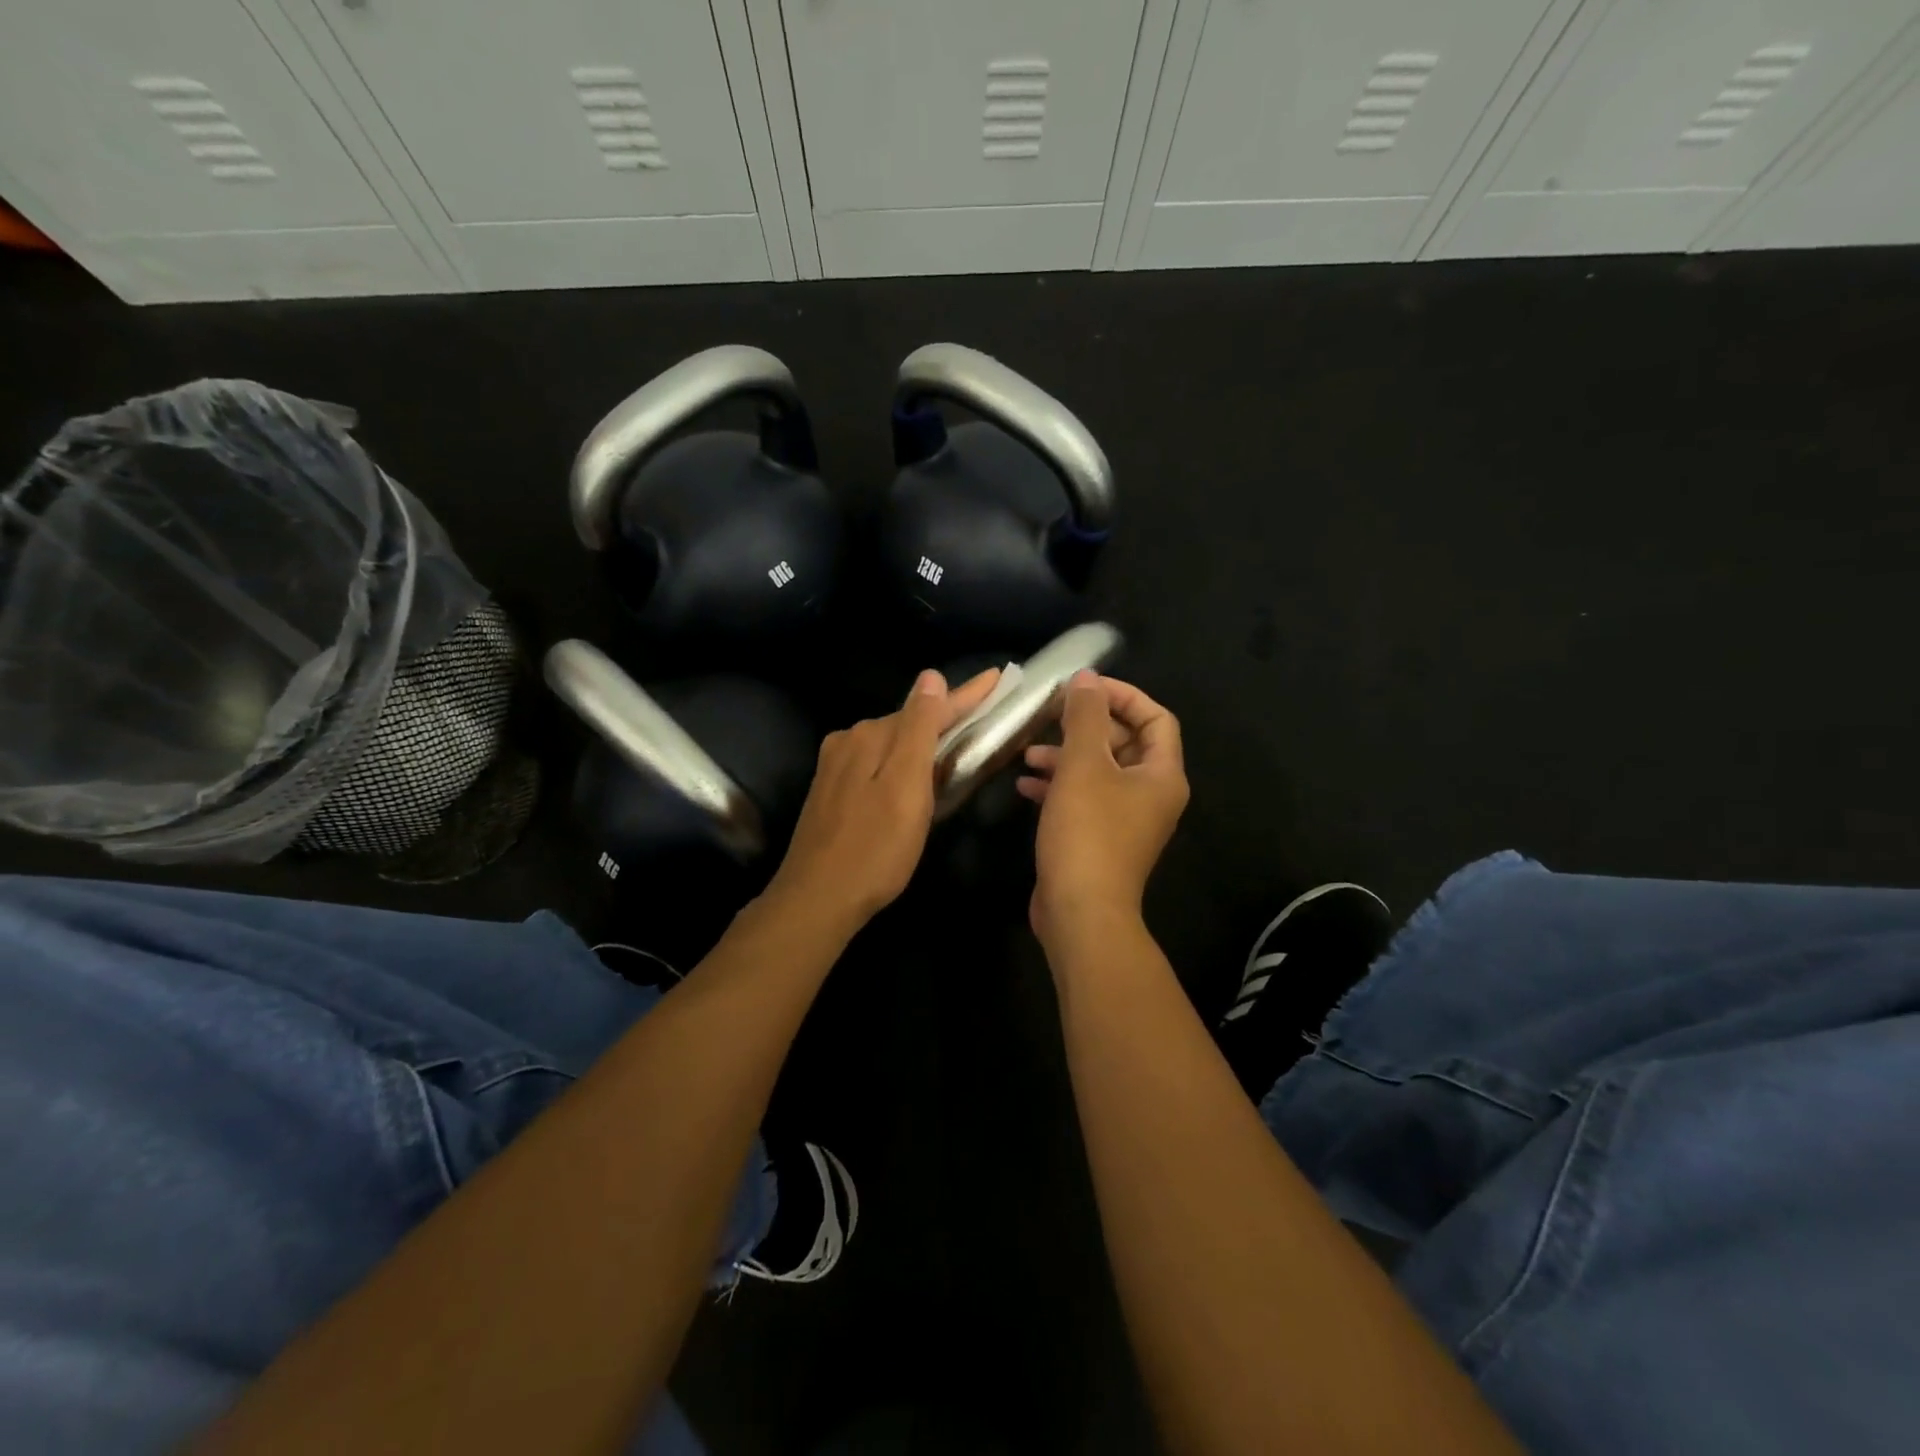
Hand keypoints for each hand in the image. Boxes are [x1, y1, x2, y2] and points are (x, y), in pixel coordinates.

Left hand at [765, 667, 1001, 932]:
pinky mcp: (831, 790)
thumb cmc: (875, 848)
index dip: (966, 694)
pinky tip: (912, 772)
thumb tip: (930, 677)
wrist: (817, 899)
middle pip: (908, 722)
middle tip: (983, 711)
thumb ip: (919, 730)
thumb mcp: (906, 788)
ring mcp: (836, 765)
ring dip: (922, 738)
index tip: (997, 677)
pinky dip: (901, 760)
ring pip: (891, 743)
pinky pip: (876, 762)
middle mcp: (850, 740)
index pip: (928, 707)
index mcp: (871, 735)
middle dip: (945, 716)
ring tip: (956, 738)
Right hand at [1019, 672, 1188, 947]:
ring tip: (1028, 753)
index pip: (1155, 718)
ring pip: (1098, 771)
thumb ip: (1085, 716)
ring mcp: (1125, 819)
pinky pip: (1082, 798)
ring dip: (1065, 755)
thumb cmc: (1087, 832)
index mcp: (1161, 774)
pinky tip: (1024, 785)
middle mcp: (1150, 794)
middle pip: (1123, 743)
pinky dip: (1057, 786)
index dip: (1122, 695)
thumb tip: (1087, 677)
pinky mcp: (1099, 838)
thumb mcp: (1083, 765)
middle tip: (1049, 715)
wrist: (1079, 911)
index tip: (1083, 687)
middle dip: (1085, 726)